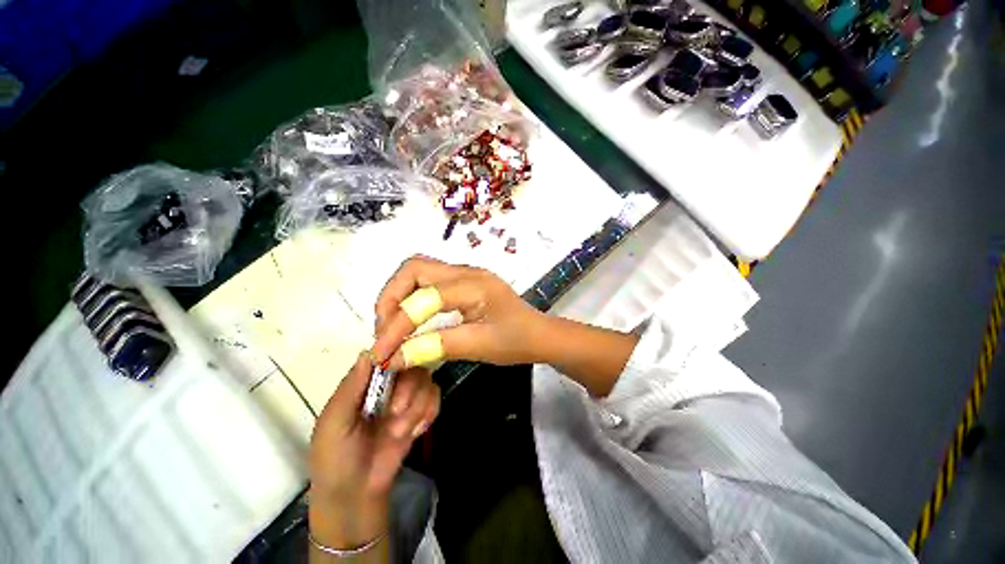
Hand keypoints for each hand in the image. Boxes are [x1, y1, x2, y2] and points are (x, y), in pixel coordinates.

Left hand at [308, 352, 439, 550]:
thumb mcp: (333, 423)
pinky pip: (435, 397)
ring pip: (426, 381)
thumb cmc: (335, 458)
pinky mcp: (421, 413)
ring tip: (400, 433)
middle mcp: (388, 384)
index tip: (402, 362)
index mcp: (364, 382)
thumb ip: (351, 387)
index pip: (386, 353)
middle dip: (408, 388)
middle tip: (396, 412)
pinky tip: (415, 432)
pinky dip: (428, 413)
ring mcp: (406, 398)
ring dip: (416, 407)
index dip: (397, 351)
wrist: (356, 496)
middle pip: (412, 364)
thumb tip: (368, 351)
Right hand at [372, 255, 639, 396]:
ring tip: (392, 326)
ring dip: (399, 295)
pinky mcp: (463, 282)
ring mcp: (465, 274)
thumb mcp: (479, 346)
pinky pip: (428, 281)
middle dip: (391, 297)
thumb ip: (436, 347)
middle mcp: (466, 271)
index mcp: (474, 285)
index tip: (382, 355)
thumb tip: (394, 357)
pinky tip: (411, 319)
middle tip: (384, 331)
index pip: (423, 298)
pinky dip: (412, 297)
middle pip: (414, 268)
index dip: (397, 325)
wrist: (539, 334)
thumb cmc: (516, 341)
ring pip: (418, 271)